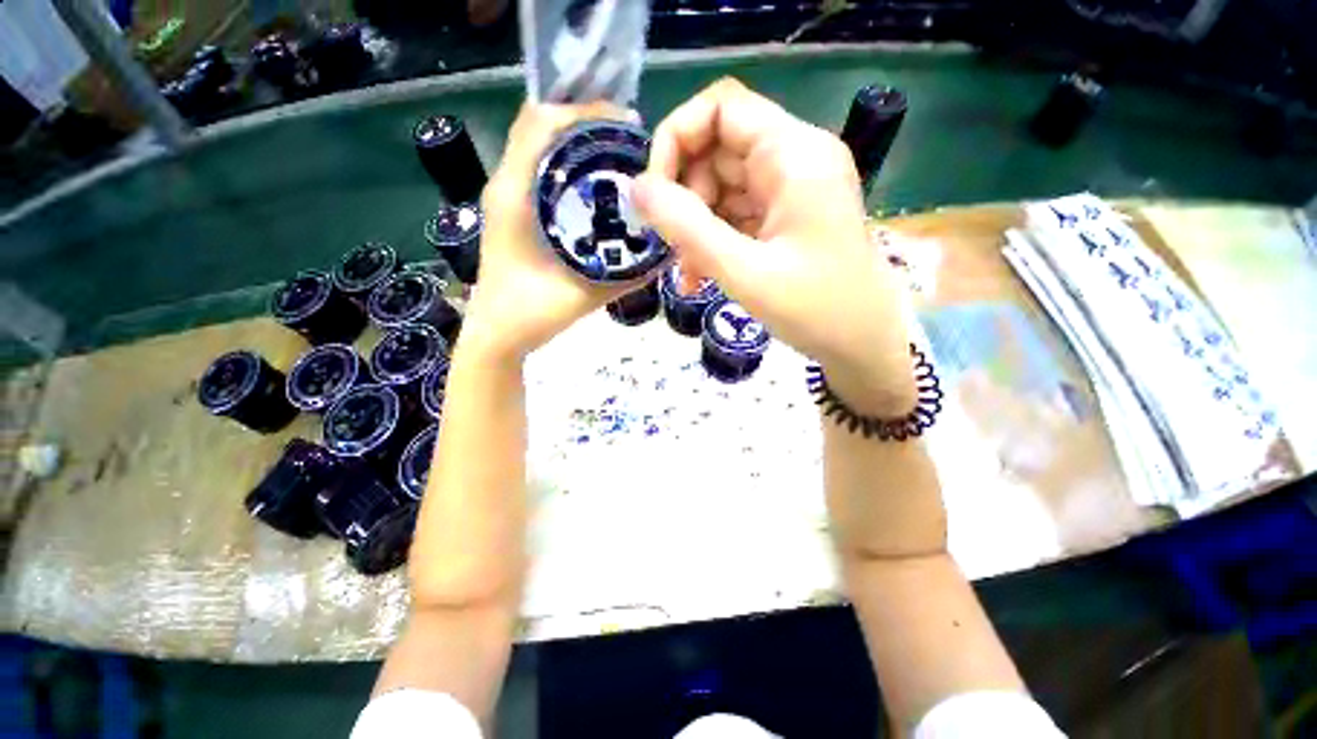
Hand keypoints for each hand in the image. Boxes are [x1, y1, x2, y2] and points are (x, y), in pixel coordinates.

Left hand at [464, 101, 642, 360]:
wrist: (497, 335)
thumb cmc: (532, 314)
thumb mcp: (585, 294)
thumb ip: (625, 276)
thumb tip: (665, 253)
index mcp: (516, 194)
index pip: (542, 122)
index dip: (586, 112)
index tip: (627, 126)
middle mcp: (507, 185)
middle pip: (541, 126)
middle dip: (586, 124)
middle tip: (628, 146)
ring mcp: (506, 197)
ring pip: (539, 147)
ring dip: (576, 145)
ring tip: (616, 162)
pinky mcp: (510, 211)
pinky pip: (538, 172)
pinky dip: (566, 167)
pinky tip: (595, 191)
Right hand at [634, 78, 915, 412]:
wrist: (863, 344)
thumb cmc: (815, 310)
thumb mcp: (743, 270)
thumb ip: (686, 227)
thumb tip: (636, 188)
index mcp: (794, 155)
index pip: (721, 107)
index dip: (676, 139)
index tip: (656, 194)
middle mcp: (794, 159)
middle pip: (716, 150)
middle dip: (685, 199)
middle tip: (674, 248)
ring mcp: (790, 190)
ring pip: (721, 188)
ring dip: (695, 228)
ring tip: (688, 274)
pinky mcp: (785, 217)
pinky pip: (735, 215)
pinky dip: (713, 241)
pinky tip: (701, 276)